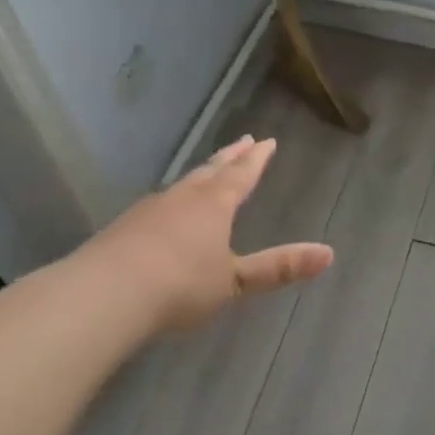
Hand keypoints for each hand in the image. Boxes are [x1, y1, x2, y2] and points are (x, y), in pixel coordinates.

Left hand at [66, 135, 332, 332]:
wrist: (105, 294)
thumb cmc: (180, 285)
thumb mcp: (234, 282)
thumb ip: (277, 268)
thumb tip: (329, 254)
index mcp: (215, 204)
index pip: (242, 174)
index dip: (257, 160)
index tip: (266, 141)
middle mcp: (184, 197)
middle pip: (212, 170)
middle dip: (230, 156)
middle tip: (244, 140)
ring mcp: (150, 209)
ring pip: (183, 184)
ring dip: (201, 174)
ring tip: (208, 170)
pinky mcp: (124, 227)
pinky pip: (159, 203)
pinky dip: (173, 199)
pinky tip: (166, 210)